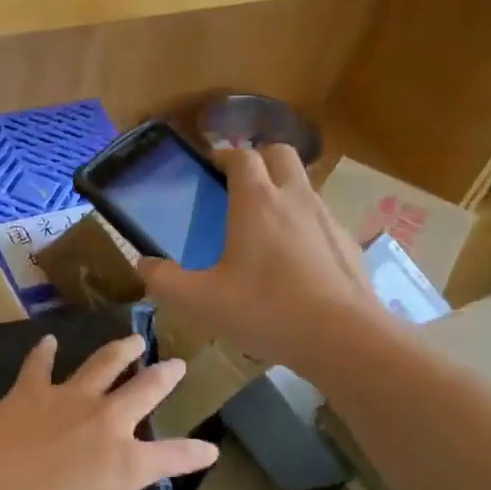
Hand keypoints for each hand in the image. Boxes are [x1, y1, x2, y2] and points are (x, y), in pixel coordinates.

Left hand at [0, 334, 219, 489]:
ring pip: (104, 364)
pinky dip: (44, 352)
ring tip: (135, 340)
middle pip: (145, 390)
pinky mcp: (32, 390)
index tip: (211, 450)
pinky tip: (48, 341)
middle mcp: (106, 421)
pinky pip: (40, 365)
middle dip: (166, 376)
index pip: (174, 457)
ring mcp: (69, 399)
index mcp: (126, 463)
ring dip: (121, 350)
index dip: (195, 454)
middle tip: (178, 365)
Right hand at [137, 145, 383, 374]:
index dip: (224, 156)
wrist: (343, 337)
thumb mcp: (202, 301)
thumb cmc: (266, 310)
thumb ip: (166, 281)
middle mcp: (294, 198)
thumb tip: (143, 265)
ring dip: (283, 189)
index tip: (211, 167)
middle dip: (259, 158)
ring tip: (265, 224)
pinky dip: (304, 223)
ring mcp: (326, 218)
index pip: (241, 156)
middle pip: (280, 152)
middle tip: (239, 184)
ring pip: (303, 183)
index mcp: (256, 201)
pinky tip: (295, 260)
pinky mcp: (347, 242)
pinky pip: (321, 217)